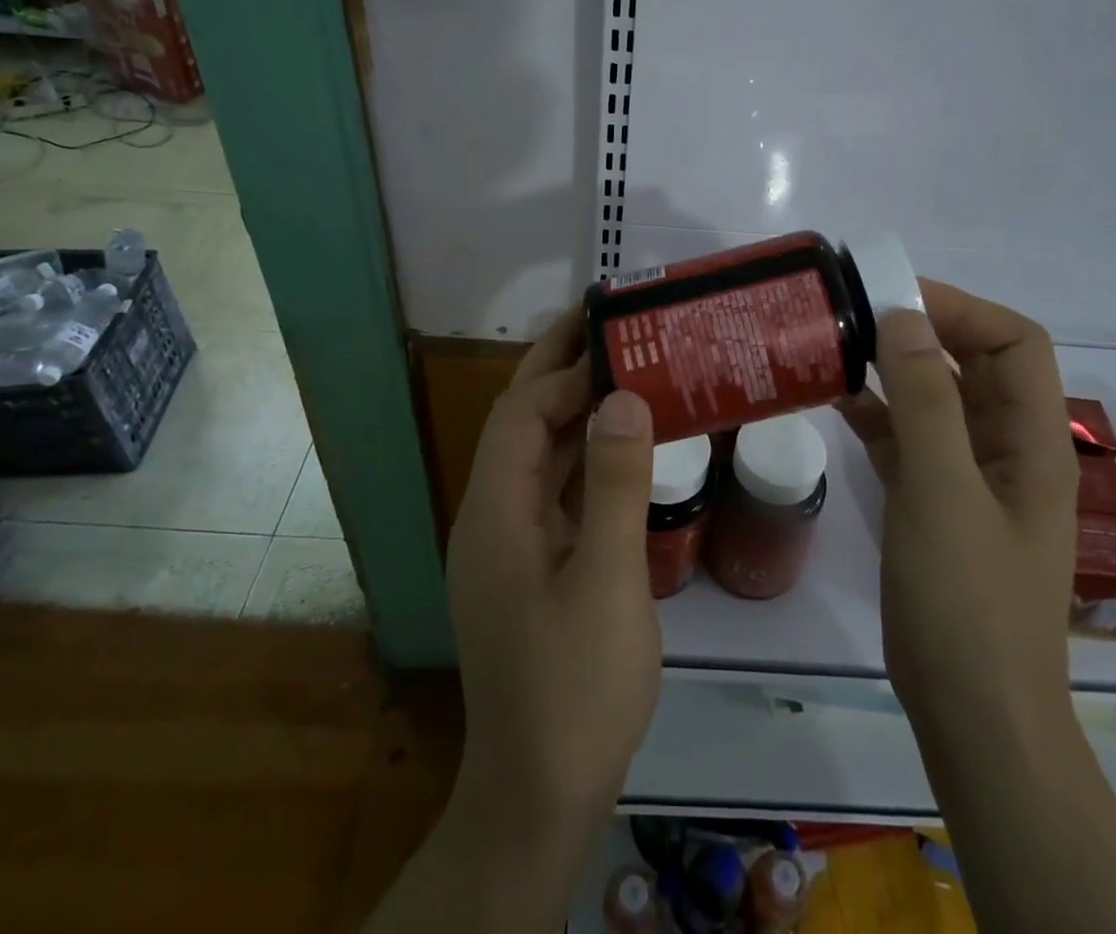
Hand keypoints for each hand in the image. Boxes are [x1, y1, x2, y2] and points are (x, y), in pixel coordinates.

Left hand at [444, 306, 659, 842]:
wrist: (540, 794)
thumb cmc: (575, 686)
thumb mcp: (608, 582)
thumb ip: (616, 484)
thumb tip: (623, 397)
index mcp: (495, 511)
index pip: (520, 414)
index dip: (564, 373)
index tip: (617, 343)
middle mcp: (492, 514)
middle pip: (520, 422)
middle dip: (556, 368)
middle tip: (606, 322)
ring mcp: (509, 541)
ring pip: (538, 453)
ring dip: (574, 408)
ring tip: (622, 366)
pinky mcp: (531, 563)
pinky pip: (555, 489)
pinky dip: (584, 455)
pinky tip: (622, 444)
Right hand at [839, 281, 1076, 726]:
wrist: (972, 716)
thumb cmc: (967, 601)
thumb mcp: (942, 491)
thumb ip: (924, 400)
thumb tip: (904, 316)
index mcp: (1033, 440)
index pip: (1015, 343)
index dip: (962, 309)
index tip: (894, 299)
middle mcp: (1007, 449)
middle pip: (973, 364)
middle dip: (921, 331)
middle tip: (854, 314)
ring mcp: (970, 478)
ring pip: (936, 400)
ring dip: (893, 370)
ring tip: (837, 347)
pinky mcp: (935, 504)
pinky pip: (909, 439)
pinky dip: (877, 413)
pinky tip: (835, 400)